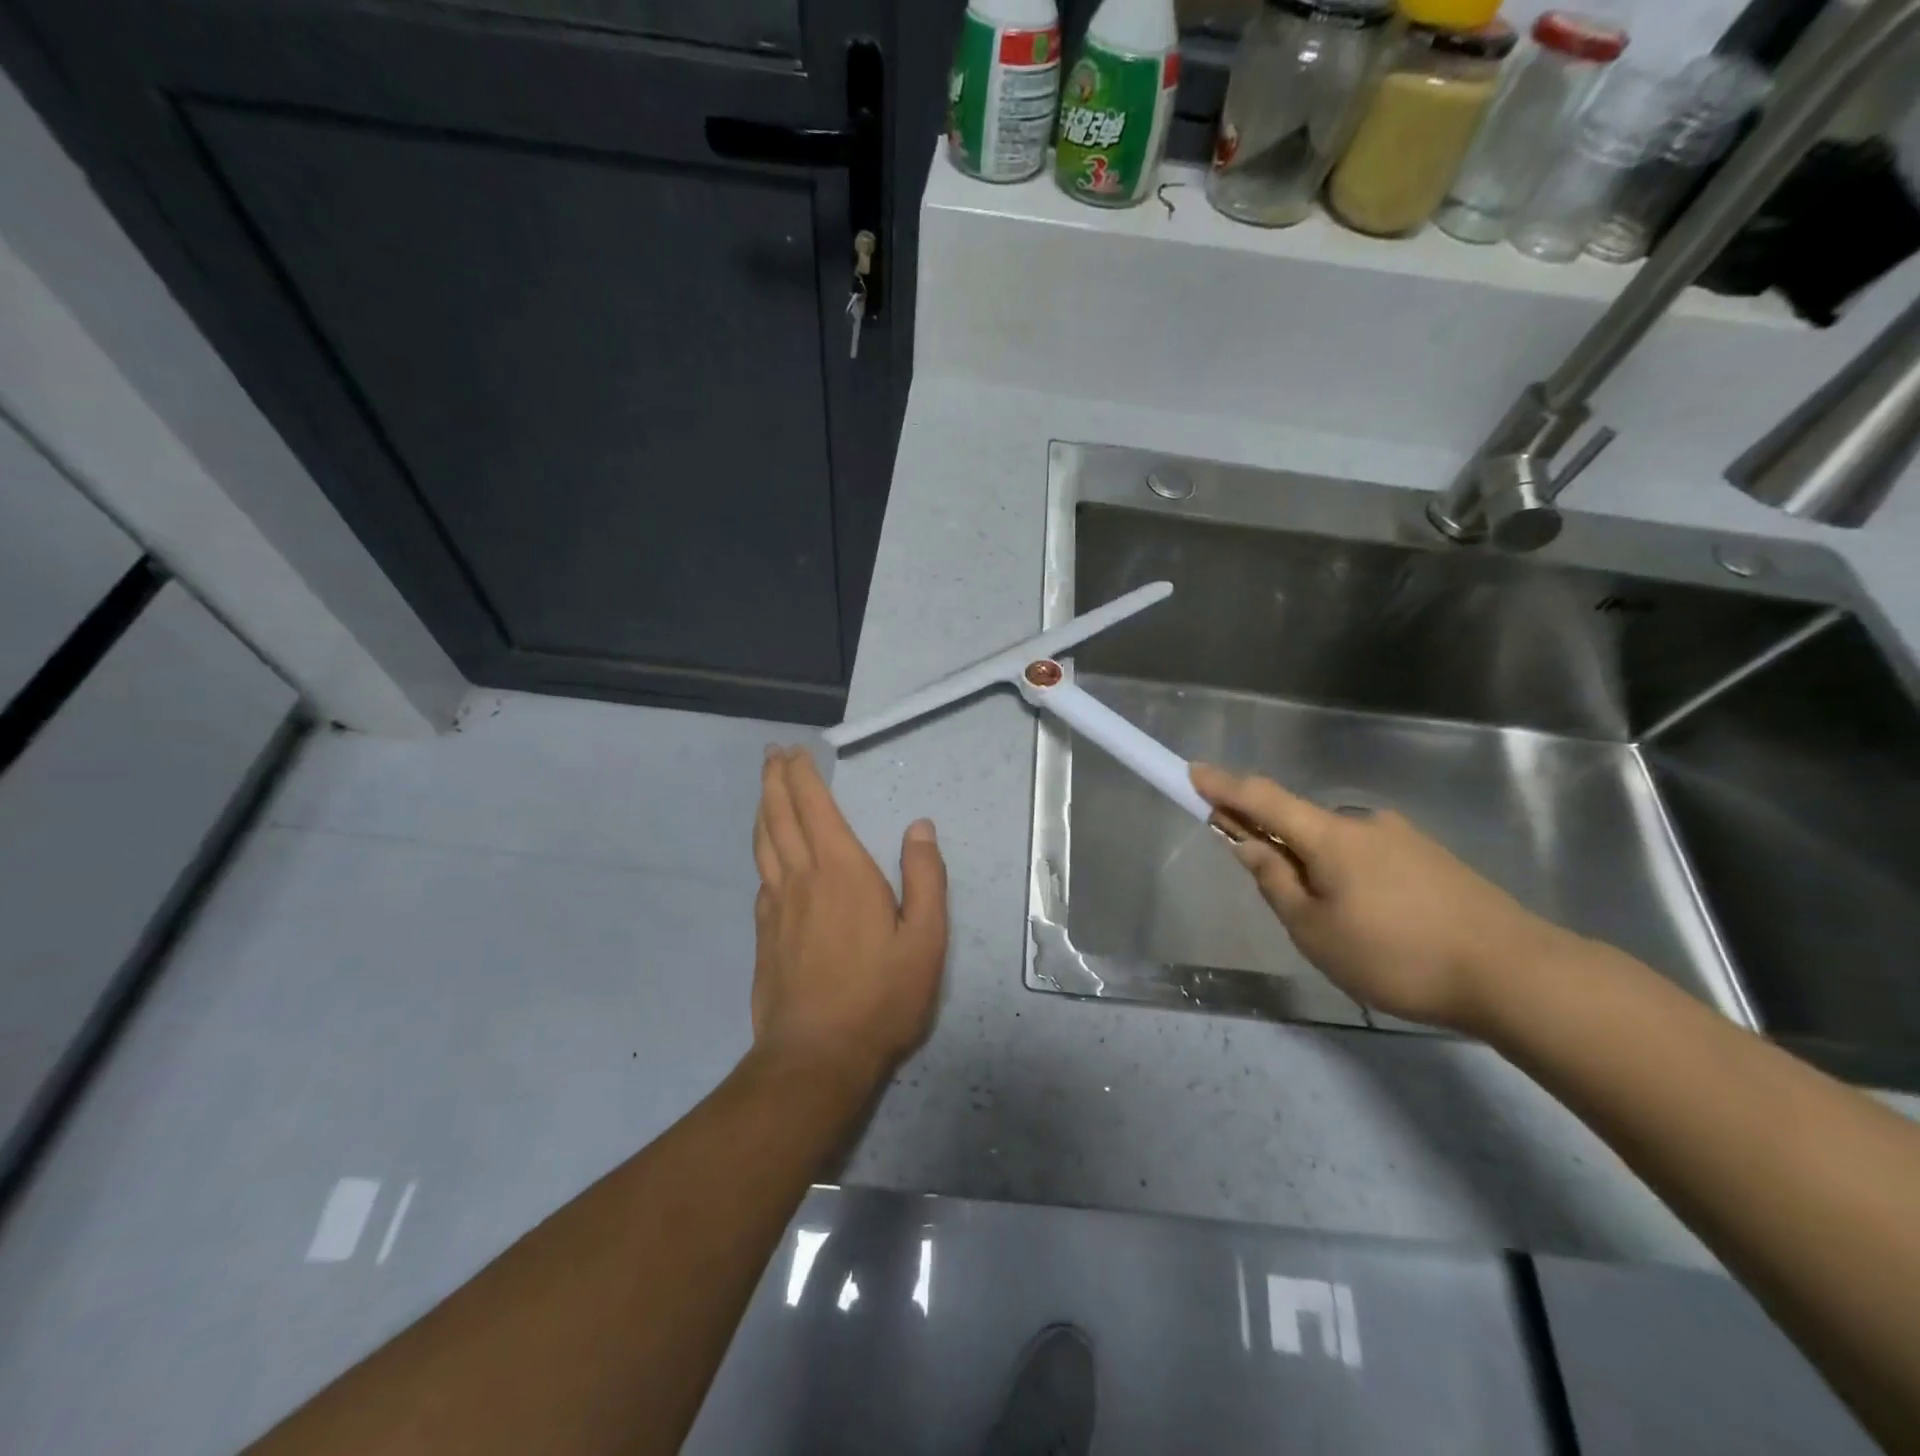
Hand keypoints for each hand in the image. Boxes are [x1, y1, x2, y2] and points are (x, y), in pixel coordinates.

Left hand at [750, 747, 948, 1087]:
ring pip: (763, 845)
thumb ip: (924, 878)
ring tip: (764, 792)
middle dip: (774, 780)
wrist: (817, 1056)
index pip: (814, 807)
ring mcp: (776, 908)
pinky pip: (762, 880)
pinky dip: (763, 854)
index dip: (801, 775)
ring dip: (762, 811)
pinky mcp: (764, 936)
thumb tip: (919, 827)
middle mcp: (801, 878)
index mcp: (841, 871)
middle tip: (771, 754)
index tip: (793, 750)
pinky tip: (769, 860)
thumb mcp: (925, 939)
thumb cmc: (880, 995)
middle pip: (779, 817)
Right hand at [1191, 763, 1567, 1032]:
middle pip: (1301, 823)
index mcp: (1330, 836)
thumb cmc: (1396, 954)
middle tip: (1266, 879)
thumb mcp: (1315, 930)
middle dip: (1273, 840)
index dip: (1224, 786)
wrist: (1516, 974)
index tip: (1192, 771)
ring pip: (1339, 846)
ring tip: (1333, 925)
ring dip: (1316, 866)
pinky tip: (1373, 923)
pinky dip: (1351, 877)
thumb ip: (1276, 882)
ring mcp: (1405, 840)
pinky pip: (1371, 860)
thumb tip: (1249, 845)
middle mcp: (1365, 824)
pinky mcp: (1434, 862)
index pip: (1263, 799)